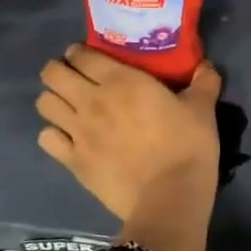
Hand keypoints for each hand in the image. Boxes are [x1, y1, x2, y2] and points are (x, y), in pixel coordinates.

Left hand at [36, 46, 222, 223]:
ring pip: (44, 104)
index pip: (82, 54)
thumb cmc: (187, 146)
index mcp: (120, 80)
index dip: (79, 52)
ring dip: (54, 100)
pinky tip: (67, 138)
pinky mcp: (73, 161)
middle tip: (74, 78)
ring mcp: (78, 132)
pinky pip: (46, 139)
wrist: (170, 197)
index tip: (88, 56)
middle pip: (52, 74)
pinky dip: (53, 135)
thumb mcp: (203, 109)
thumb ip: (204, 82)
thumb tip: (206, 65)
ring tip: (68, 106)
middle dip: (59, 71)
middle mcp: (91, 100)